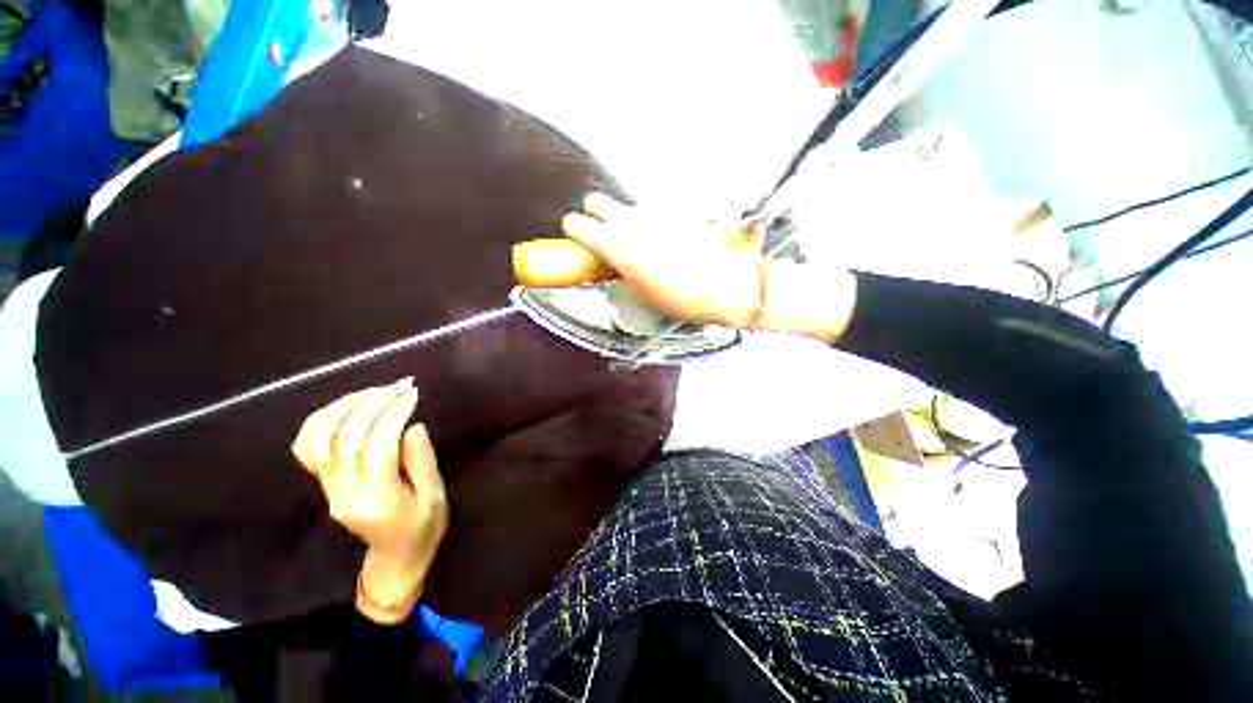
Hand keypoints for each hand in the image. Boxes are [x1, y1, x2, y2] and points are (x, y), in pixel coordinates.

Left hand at [291, 379, 447, 622]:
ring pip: (320, 438)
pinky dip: (320, 421)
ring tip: (372, 391)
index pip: (378, 444)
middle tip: (398, 384)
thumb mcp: (435, 497)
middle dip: (373, 403)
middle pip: (346, 436)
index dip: (394, 412)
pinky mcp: (323, 485)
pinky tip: (344, 405)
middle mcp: (343, 492)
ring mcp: (328, 489)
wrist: (395, 559)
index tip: (413, 391)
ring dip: (344, 407)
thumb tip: (411, 425)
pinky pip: (308, 448)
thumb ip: (422, 461)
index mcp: (377, 498)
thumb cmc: (423, 529)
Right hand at [561, 192, 766, 327]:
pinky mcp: (672, 212)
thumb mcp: (640, 296)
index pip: (577, 224)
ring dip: (619, 219)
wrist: (724, 283)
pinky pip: (648, 213)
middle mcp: (629, 222)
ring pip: (623, 205)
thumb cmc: (678, 298)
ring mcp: (652, 214)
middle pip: (595, 201)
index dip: (573, 232)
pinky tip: (658, 240)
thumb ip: (620, 277)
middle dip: (592, 215)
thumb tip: (614, 270)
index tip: (577, 240)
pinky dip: (645, 223)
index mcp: (615, 245)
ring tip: (632, 241)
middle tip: (601, 234)